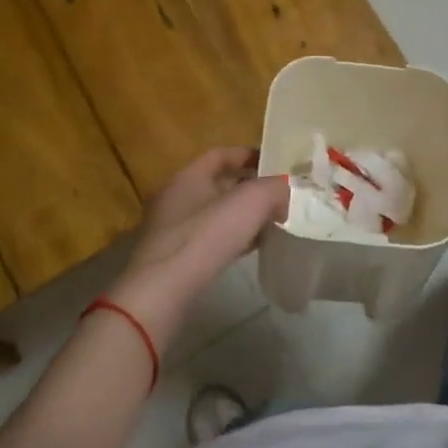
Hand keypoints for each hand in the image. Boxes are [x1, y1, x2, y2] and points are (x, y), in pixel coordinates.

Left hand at [108, 147, 288, 342]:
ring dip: (243, 217)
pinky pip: (210, 240)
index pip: (220, 154)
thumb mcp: (251, 202)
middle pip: (219, 184)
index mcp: (188, 176)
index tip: (275, 164)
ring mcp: (172, 230)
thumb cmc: (205, 236)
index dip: (248, 155)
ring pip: (215, 214)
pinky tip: (252, 249)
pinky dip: (233, 239)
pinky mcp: (175, 259)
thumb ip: (274, 188)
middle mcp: (176, 198)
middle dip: (250, 189)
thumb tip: (284, 192)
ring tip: (272, 223)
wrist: (162, 292)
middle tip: (279, 196)